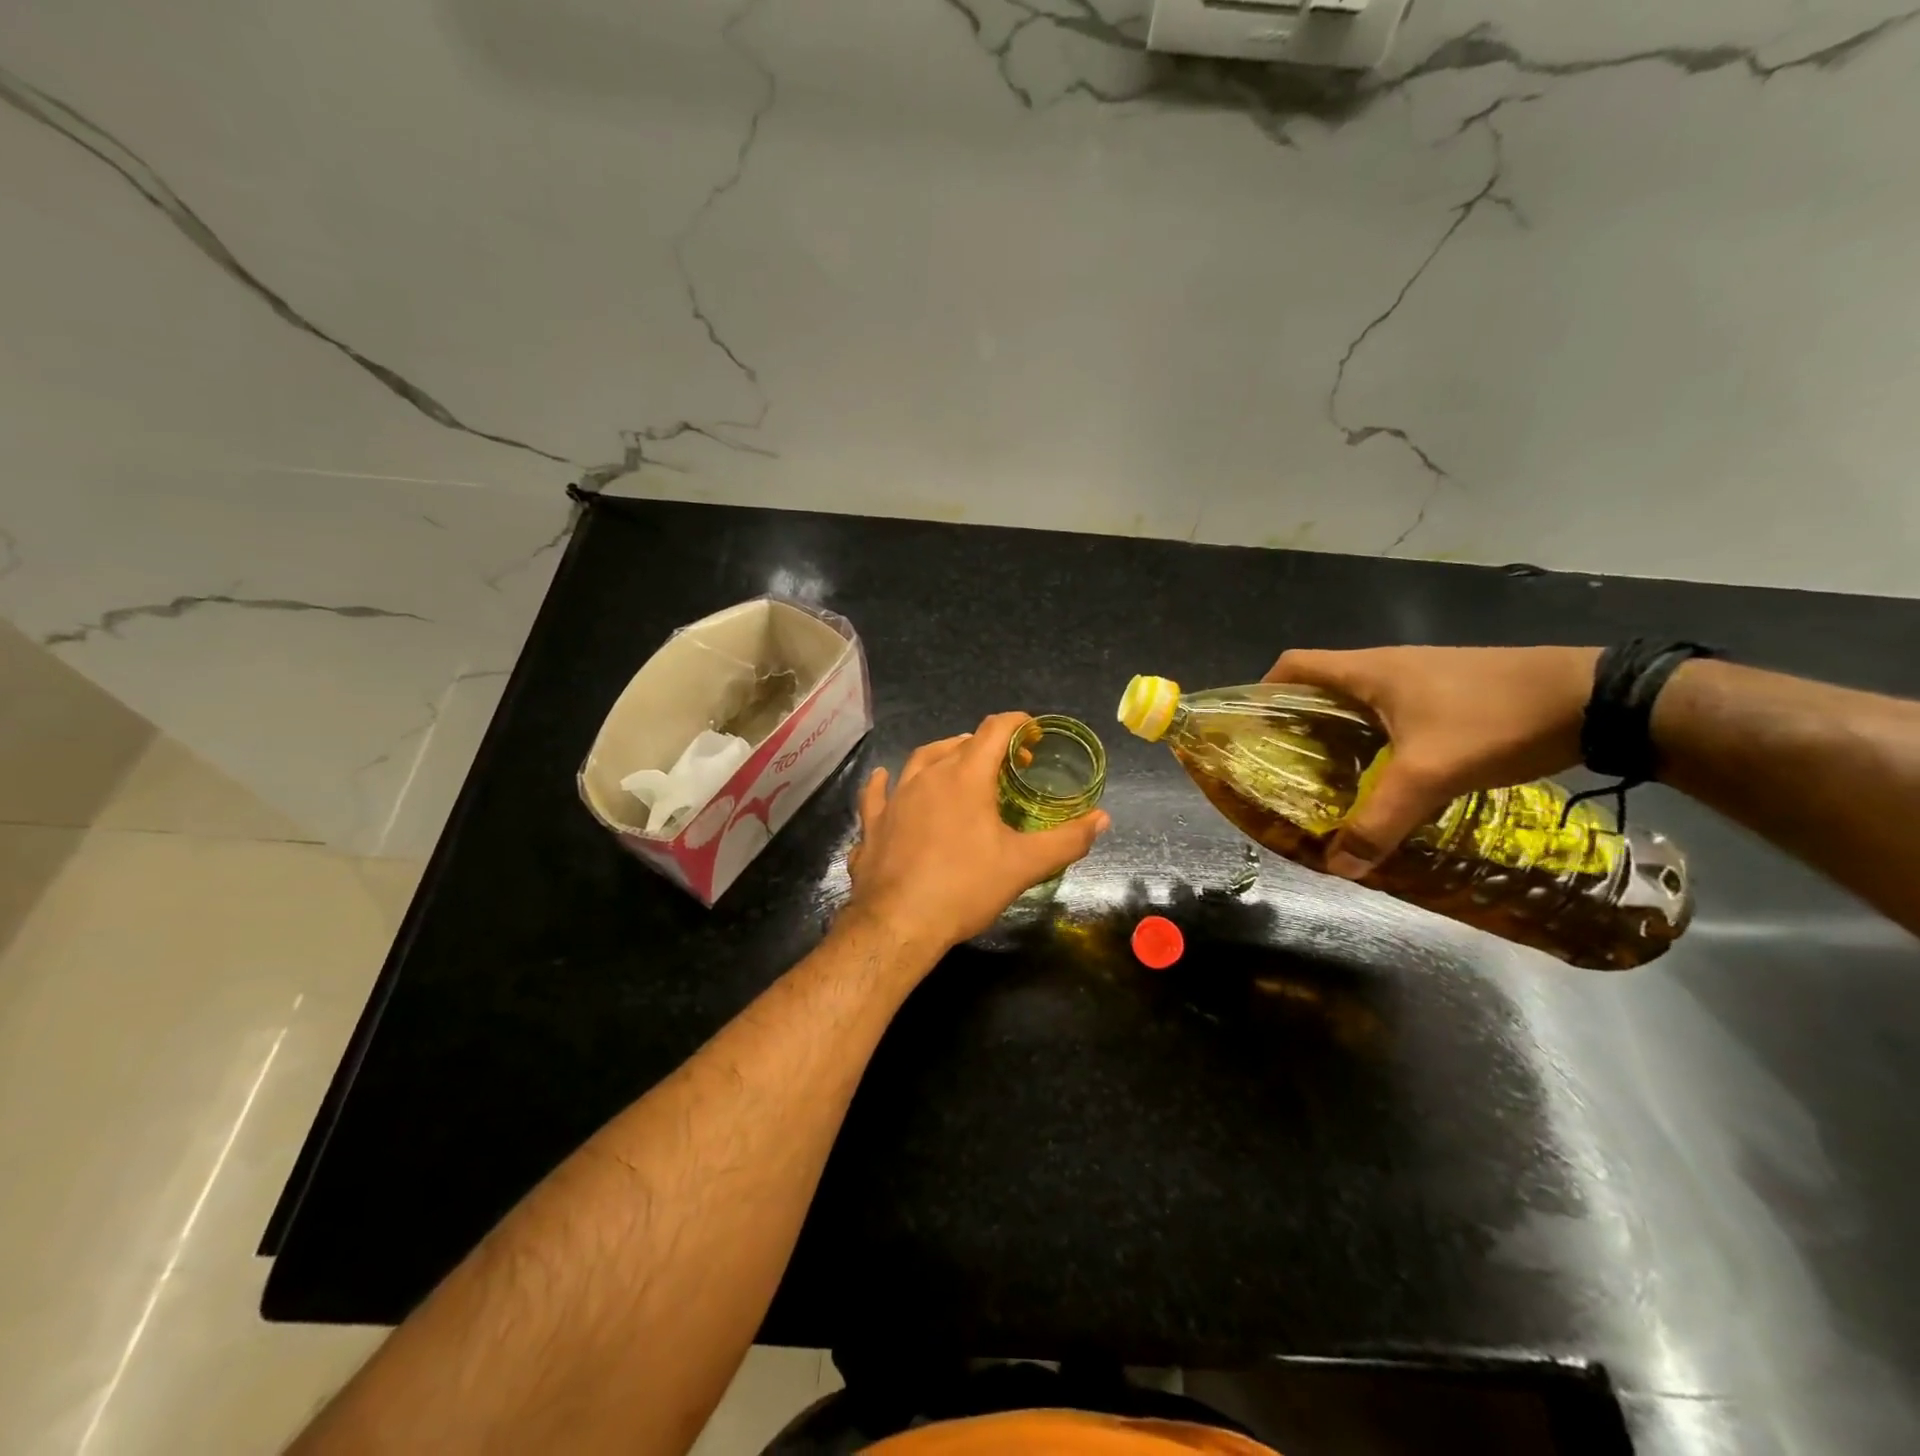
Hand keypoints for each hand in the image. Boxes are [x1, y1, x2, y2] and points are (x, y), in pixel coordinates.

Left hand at [843, 712, 1111, 951]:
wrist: (897, 923)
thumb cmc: (965, 888)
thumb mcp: (1024, 865)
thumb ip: (1066, 839)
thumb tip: (1102, 819)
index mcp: (965, 776)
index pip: (994, 731)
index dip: (1017, 724)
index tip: (1034, 732)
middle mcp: (927, 776)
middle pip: (959, 743)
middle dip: (987, 746)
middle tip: (1008, 767)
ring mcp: (895, 798)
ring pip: (920, 760)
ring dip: (943, 755)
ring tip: (958, 765)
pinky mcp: (873, 823)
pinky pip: (878, 793)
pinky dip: (886, 783)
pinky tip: (884, 779)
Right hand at [1264, 646, 1598, 877]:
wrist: (1597, 698)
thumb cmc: (1495, 719)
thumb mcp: (1431, 774)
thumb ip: (1381, 820)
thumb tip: (1339, 866)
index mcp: (1368, 671)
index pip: (1294, 665)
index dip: (1264, 691)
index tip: (1253, 729)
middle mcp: (1387, 667)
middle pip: (1321, 686)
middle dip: (1297, 723)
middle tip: (1285, 767)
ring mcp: (1421, 678)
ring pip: (1358, 703)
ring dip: (1336, 733)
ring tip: (1328, 778)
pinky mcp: (1449, 694)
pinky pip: (1390, 713)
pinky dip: (1373, 739)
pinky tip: (1385, 774)